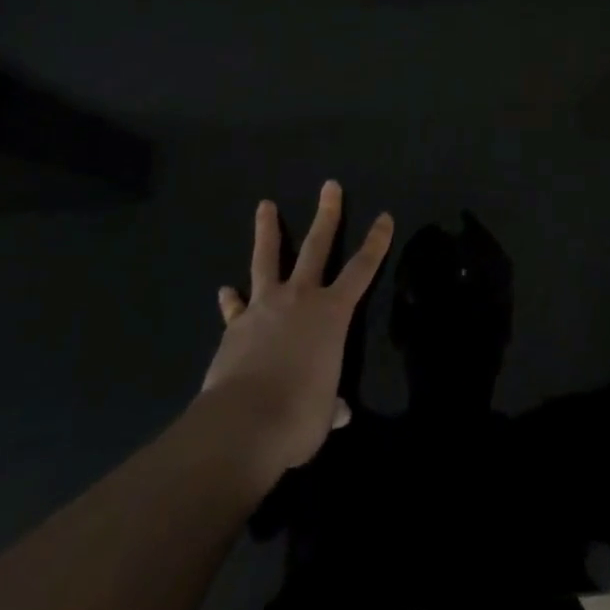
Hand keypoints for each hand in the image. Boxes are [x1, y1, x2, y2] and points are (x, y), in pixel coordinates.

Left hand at [203, 182, 392, 475]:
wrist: (242, 424)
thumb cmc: (298, 416)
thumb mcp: (323, 414)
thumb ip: (330, 403)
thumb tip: (337, 411)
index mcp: (331, 314)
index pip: (361, 270)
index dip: (375, 243)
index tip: (384, 217)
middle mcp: (300, 299)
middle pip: (317, 247)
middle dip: (327, 215)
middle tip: (329, 186)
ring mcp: (264, 307)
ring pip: (267, 260)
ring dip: (267, 232)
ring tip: (265, 206)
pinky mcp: (235, 326)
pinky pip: (235, 308)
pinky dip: (231, 301)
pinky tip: (225, 292)